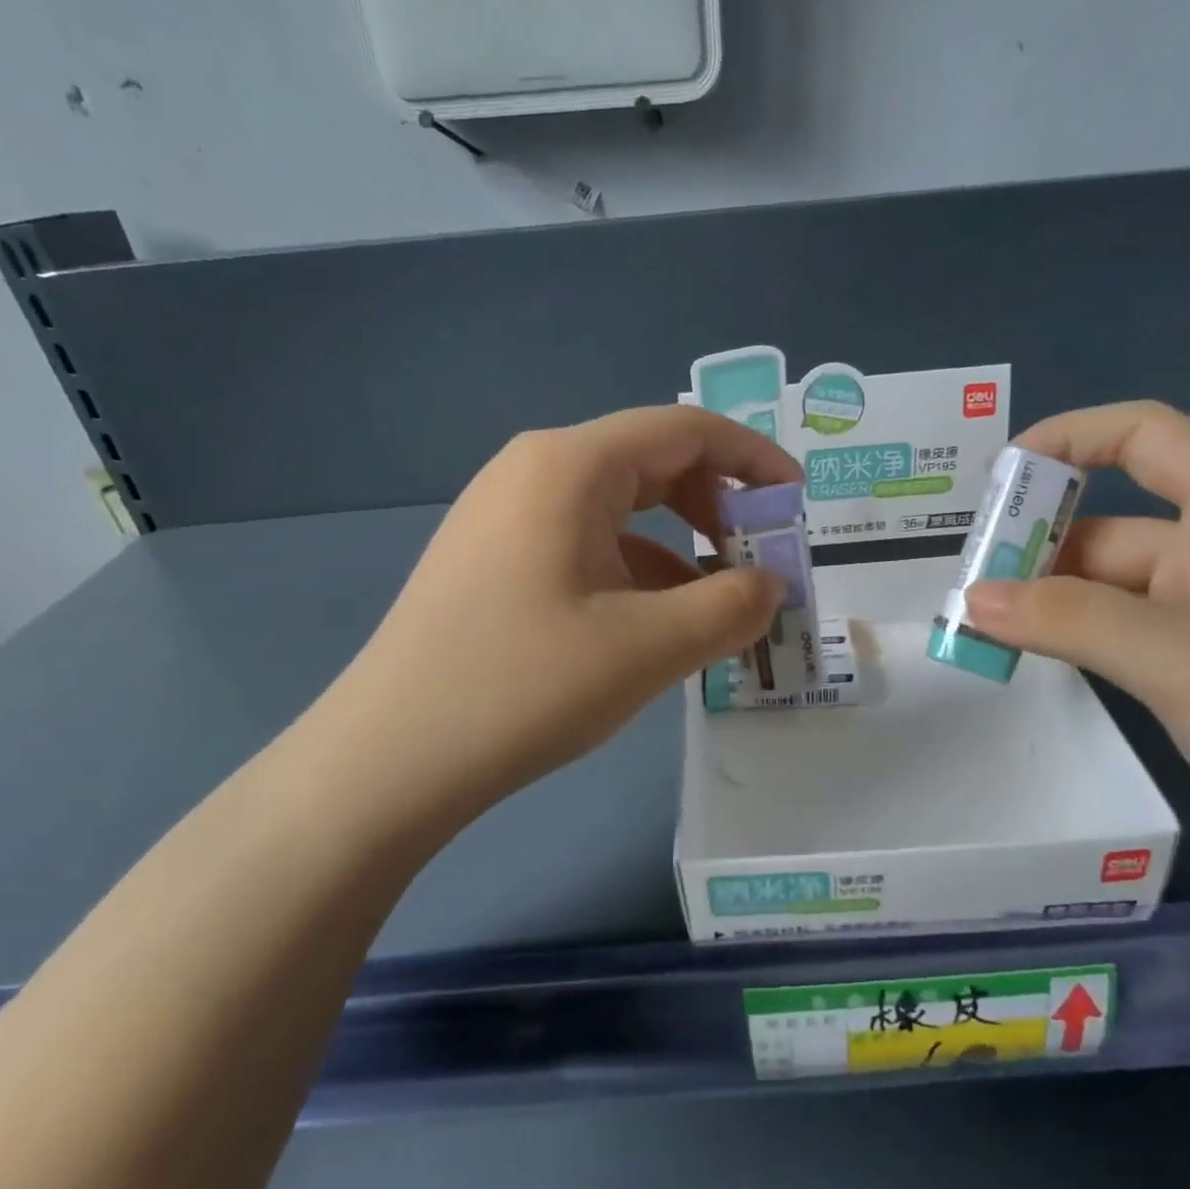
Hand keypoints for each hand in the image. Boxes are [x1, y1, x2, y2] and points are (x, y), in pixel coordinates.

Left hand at [320, 407, 796, 823]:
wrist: (392, 757)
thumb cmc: (525, 686)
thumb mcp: (650, 647)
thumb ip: (731, 607)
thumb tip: (771, 586)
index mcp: (570, 466)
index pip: (685, 431)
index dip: (753, 460)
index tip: (797, 504)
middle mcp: (534, 471)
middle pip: (651, 464)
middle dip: (718, 507)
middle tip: (761, 561)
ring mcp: (506, 515)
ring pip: (619, 510)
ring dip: (679, 547)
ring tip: (718, 605)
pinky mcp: (493, 559)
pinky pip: (585, 545)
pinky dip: (635, 572)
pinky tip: (656, 624)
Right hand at [964, 402, 1189, 922]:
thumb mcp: (1189, 660)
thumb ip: (1073, 620)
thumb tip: (971, 597)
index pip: (1150, 438)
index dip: (1072, 437)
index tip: (998, 476)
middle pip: (1109, 524)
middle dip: (1034, 542)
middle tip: (963, 580)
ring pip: (1104, 588)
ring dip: (1042, 598)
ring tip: (972, 622)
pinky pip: (1113, 636)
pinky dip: (1065, 638)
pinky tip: (1021, 654)